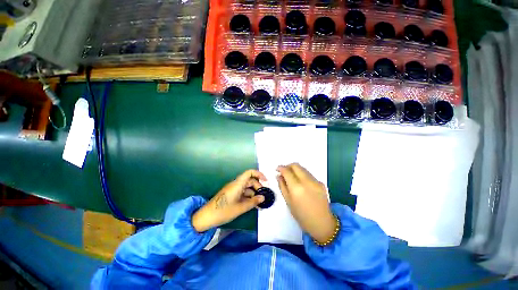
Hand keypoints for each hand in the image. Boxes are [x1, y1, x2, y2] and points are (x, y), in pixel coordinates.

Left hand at [192, 170, 265, 231]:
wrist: (206, 217)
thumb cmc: (224, 211)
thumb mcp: (240, 208)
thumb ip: (253, 202)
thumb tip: (263, 198)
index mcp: (238, 183)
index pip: (250, 172)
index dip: (259, 174)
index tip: (266, 181)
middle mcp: (236, 184)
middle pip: (250, 181)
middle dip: (258, 187)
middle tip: (264, 196)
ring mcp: (233, 189)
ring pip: (247, 188)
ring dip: (254, 194)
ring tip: (260, 203)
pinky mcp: (231, 195)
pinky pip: (242, 193)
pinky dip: (248, 197)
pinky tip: (253, 205)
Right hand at [277, 163, 335, 243]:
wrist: (322, 223)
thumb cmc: (301, 215)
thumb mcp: (288, 201)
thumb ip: (282, 186)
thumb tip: (279, 175)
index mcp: (296, 188)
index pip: (287, 171)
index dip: (281, 168)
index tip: (277, 169)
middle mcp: (307, 181)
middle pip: (296, 165)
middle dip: (288, 166)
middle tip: (284, 171)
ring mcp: (315, 181)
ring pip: (303, 168)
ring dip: (295, 169)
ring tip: (291, 176)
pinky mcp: (321, 183)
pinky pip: (309, 174)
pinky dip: (302, 174)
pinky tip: (301, 182)